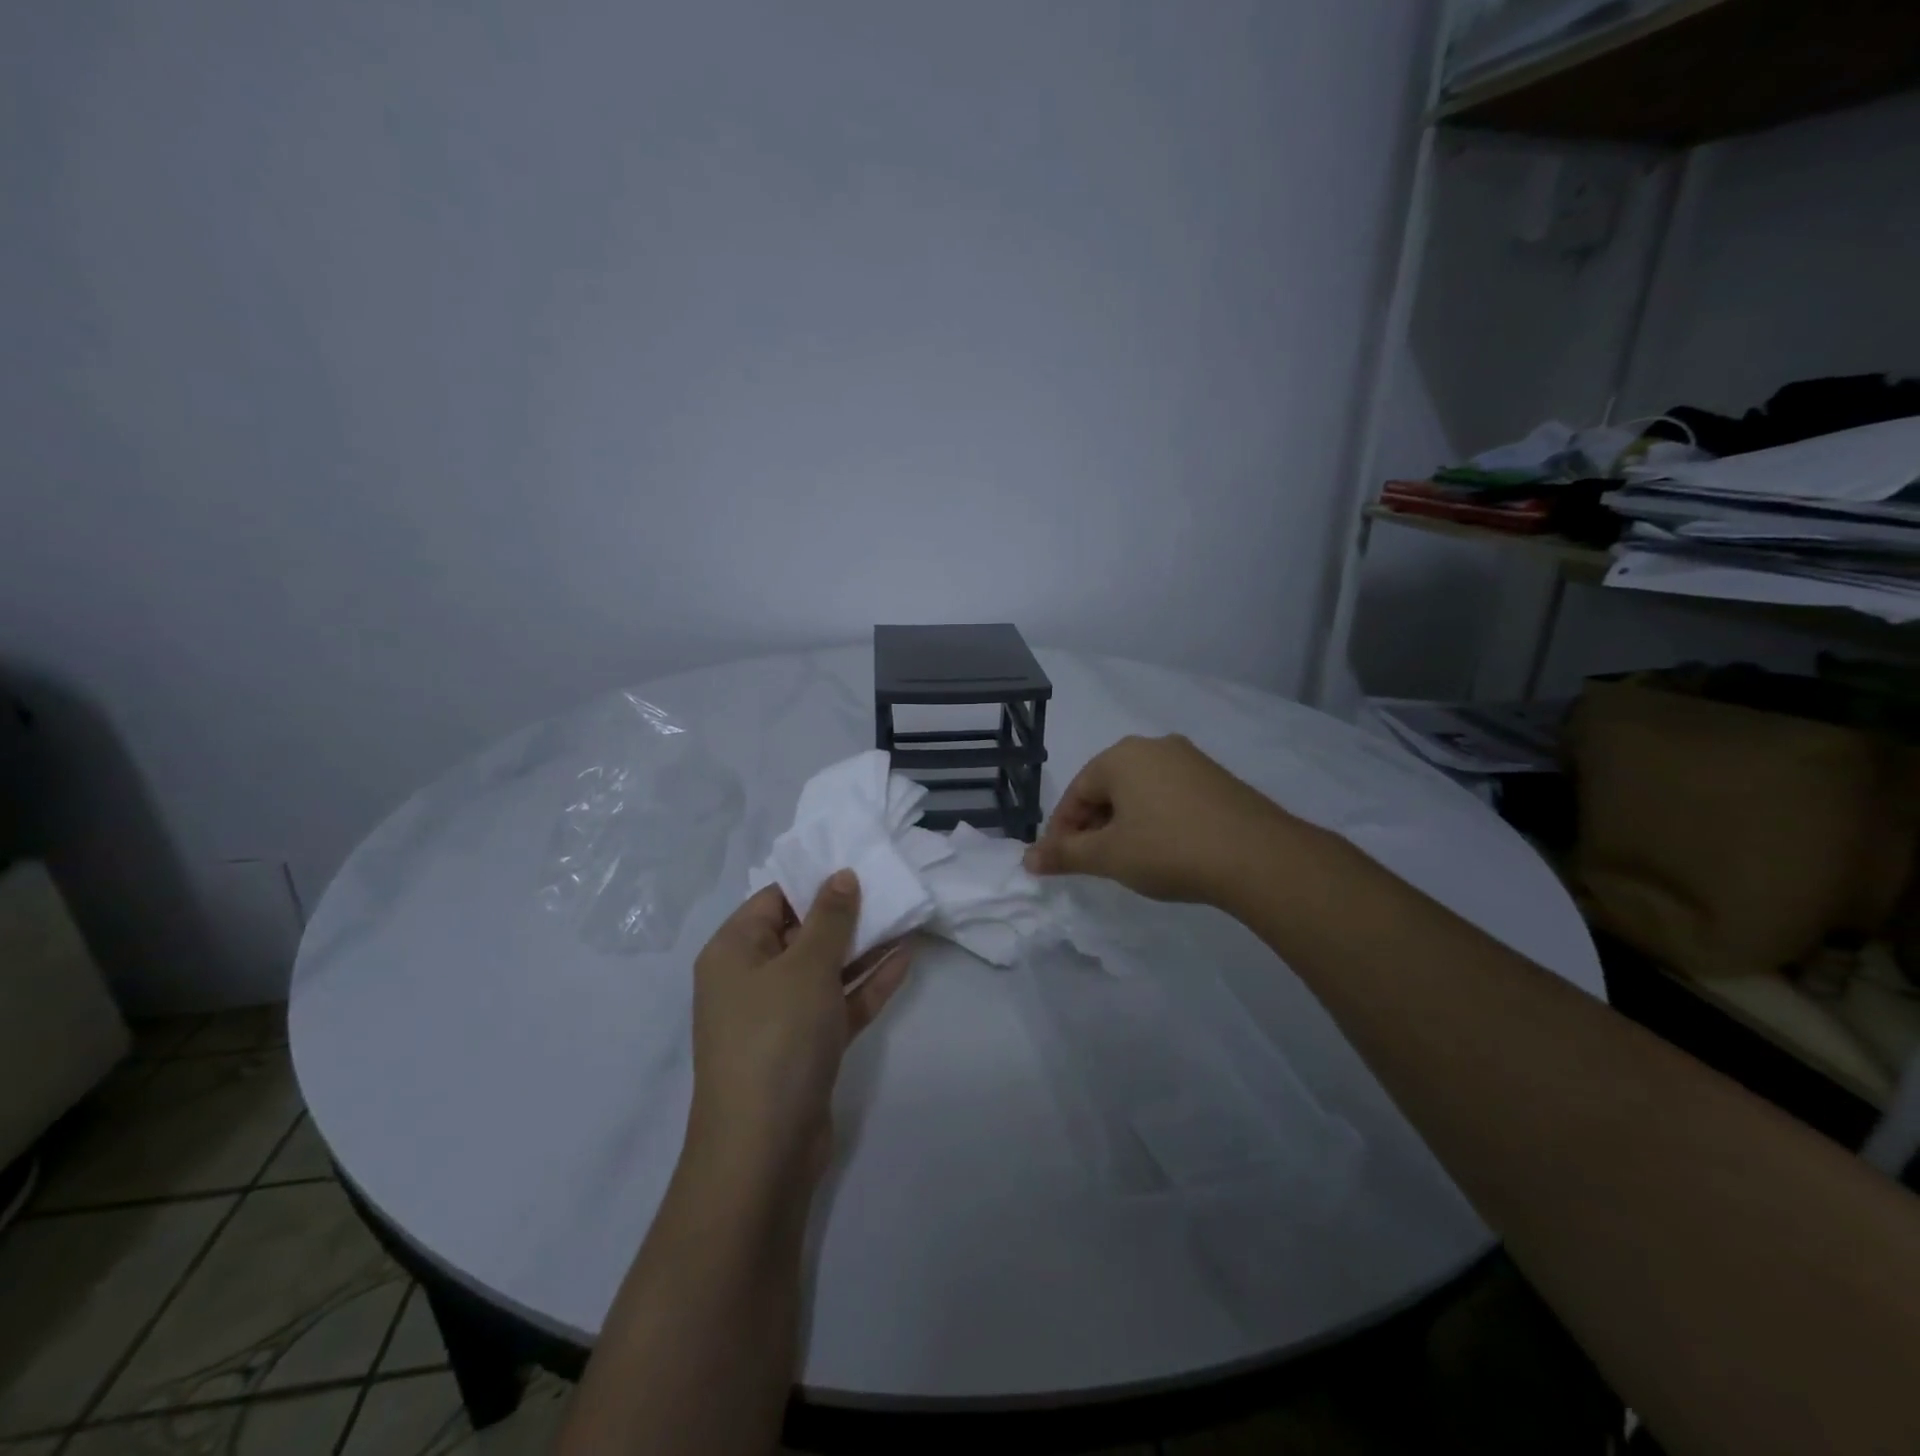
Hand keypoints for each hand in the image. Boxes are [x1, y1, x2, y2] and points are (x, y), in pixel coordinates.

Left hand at [687, 872, 911, 1185]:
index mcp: (733, 952)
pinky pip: (838, 1003)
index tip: (858, 866)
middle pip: (801, 933)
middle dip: (846, 914)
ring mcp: (779, 1016)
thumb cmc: (776, 1037)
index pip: (773, 899)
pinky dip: (867, 984)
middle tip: (891, 888)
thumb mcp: (806, 966)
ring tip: (907, 918)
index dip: (814, 881)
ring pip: (825, 969)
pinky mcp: (806, 1047)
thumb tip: (841, 876)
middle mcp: (751, 979)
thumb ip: (830, 918)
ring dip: (863, 947)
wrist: (764, 1149)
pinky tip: (905, 959)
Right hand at [1023, 734, 1288, 904]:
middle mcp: (1154, 746)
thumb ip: (1065, 854)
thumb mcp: (1108, 856)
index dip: (1062, 830)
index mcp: (1121, 756)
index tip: (1060, 862)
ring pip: (1140, 792)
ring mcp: (1190, 760)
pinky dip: (1156, 819)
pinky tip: (1165, 849)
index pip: (1076, 792)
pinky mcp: (1217, 779)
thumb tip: (1028, 859)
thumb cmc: (1168, 849)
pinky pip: (1170, 795)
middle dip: (1093, 825)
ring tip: (1128, 859)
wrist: (1257, 857)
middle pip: (1107, 788)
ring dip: (1124, 823)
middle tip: (1093, 863)